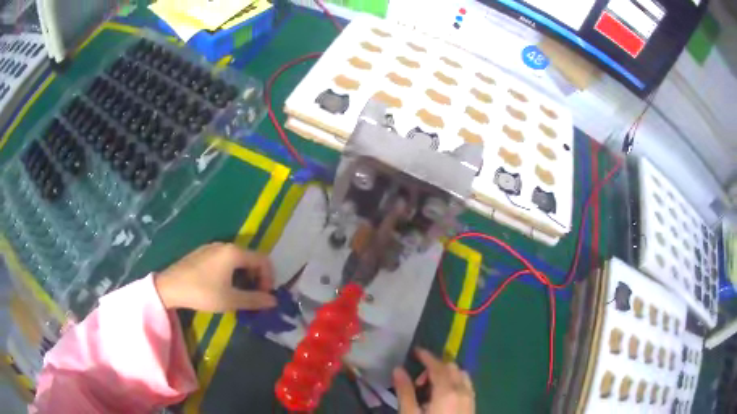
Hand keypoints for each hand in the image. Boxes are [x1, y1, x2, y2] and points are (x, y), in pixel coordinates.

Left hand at [154, 242, 275, 310]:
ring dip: (245, 276)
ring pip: (238, 260)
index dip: (269, 278)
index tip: (264, 296)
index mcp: (234, 253)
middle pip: (251, 258)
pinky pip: (225, 260)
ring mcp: (212, 248)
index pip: (263, 260)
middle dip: (257, 278)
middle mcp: (225, 245)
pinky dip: (232, 273)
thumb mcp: (231, 300)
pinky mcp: (203, 254)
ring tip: (240, 294)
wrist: (170, 287)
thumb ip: (255, 300)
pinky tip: (224, 287)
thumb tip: (273, 301)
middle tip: (254, 297)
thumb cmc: (202, 292)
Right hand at [393, 348, 474, 413]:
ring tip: (430, 389)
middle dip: (435, 367)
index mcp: (447, 391)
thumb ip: (405, 391)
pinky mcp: (473, 405)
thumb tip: (398, 370)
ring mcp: (470, 397)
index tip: (415, 352)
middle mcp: (462, 390)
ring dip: (447, 375)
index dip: (426, 356)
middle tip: (418, 381)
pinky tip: (444, 396)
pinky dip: (455, 382)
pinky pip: (466, 385)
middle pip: (452, 367)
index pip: (437, 366)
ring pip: (462, 375)